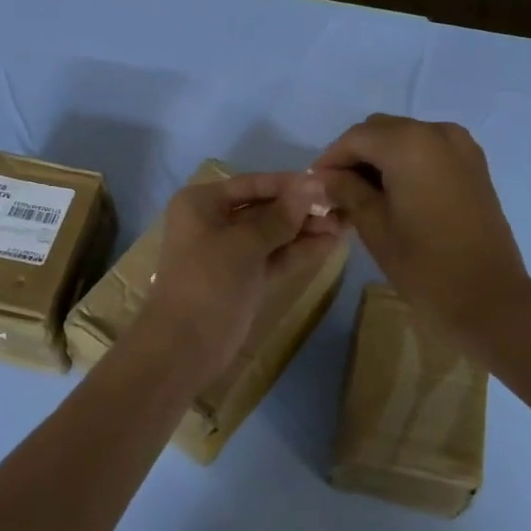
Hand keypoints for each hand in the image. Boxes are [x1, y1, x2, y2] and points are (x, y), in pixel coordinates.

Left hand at [128, 170, 341, 389]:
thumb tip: (313, 185)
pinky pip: (275, 257)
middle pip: (264, 208)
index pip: (253, 184)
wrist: (184, 347)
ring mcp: (230, 253)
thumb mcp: (245, 244)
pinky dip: (299, 251)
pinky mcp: (244, 278)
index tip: (327, 183)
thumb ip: (281, 216)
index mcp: (202, 203)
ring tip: (347, 223)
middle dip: (301, 208)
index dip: (290, 184)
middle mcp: (214, 222)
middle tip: (343, 207)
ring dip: (305, 229)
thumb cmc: (208, 282)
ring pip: (273, 234)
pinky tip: (331, 243)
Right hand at [314, 114, 530, 351]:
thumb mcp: (374, 226)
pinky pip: (430, 149)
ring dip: (381, 158)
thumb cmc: (423, 264)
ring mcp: (461, 146)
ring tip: (363, 195)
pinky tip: (395, 193)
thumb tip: (324, 177)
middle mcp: (437, 132)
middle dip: (355, 155)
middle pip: (381, 131)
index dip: (330, 159)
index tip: (314, 185)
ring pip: (406, 137)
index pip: (355, 138)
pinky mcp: (475, 165)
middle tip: (336, 191)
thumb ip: (346, 191)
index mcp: (409, 143)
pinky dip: (407, 162)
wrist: (488, 298)